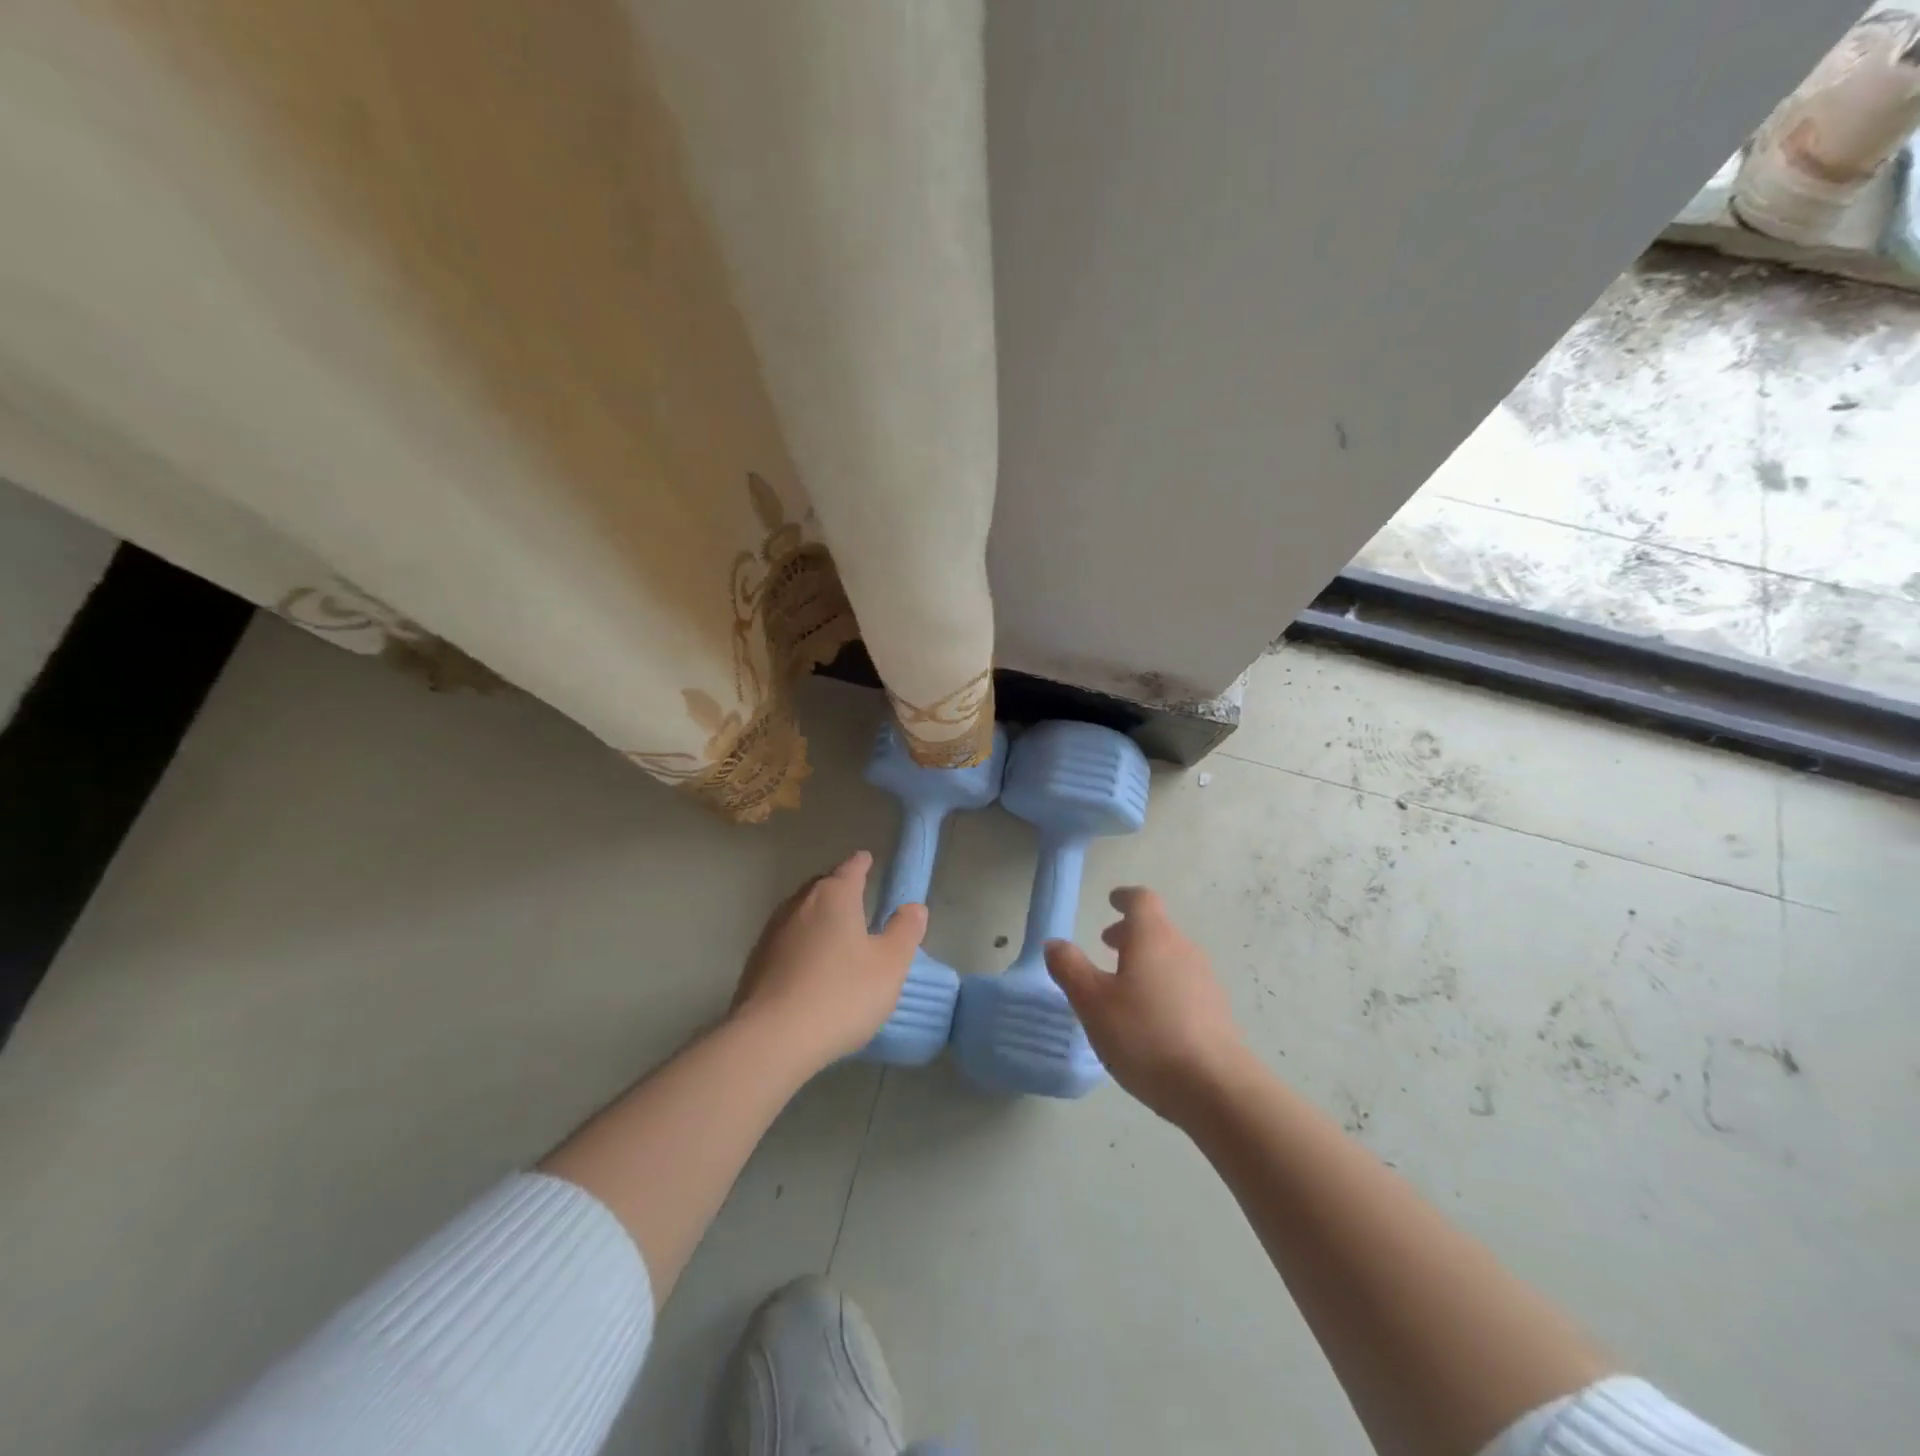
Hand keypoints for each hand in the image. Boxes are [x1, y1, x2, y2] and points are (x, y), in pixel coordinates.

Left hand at [730, 851, 926, 1071]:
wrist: (772, 1039)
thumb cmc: (841, 994)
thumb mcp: (889, 965)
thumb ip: (904, 932)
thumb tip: (913, 907)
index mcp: (834, 897)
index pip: (850, 868)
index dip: (861, 864)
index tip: (867, 859)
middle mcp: (800, 905)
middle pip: (822, 887)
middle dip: (838, 888)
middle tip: (855, 897)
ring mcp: (772, 933)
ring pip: (800, 912)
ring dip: (817, 917)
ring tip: (833, 931)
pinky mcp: (755, 963)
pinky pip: (785, 941)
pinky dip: (800, 943)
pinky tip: (807, 965)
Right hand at [1044, 886, 1248, 1123]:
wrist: (1217, 1089)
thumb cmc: (1146, 1035)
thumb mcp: (1093, 1003)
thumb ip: (1070, 968)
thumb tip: (1054, 943)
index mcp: (1153, 938)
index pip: (1141, 900)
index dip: (1125, 897)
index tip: (1112, 901)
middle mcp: (1183, 950)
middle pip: (1157, 928)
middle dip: (1130, 932)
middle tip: (1106, 945)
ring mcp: (1205, 981)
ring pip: (1170, 957)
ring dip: (1146, 961)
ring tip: (1123, 985)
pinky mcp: (1217, 1012)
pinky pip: (1183, 984)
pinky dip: (1162, 986)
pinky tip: (1149, 1019)